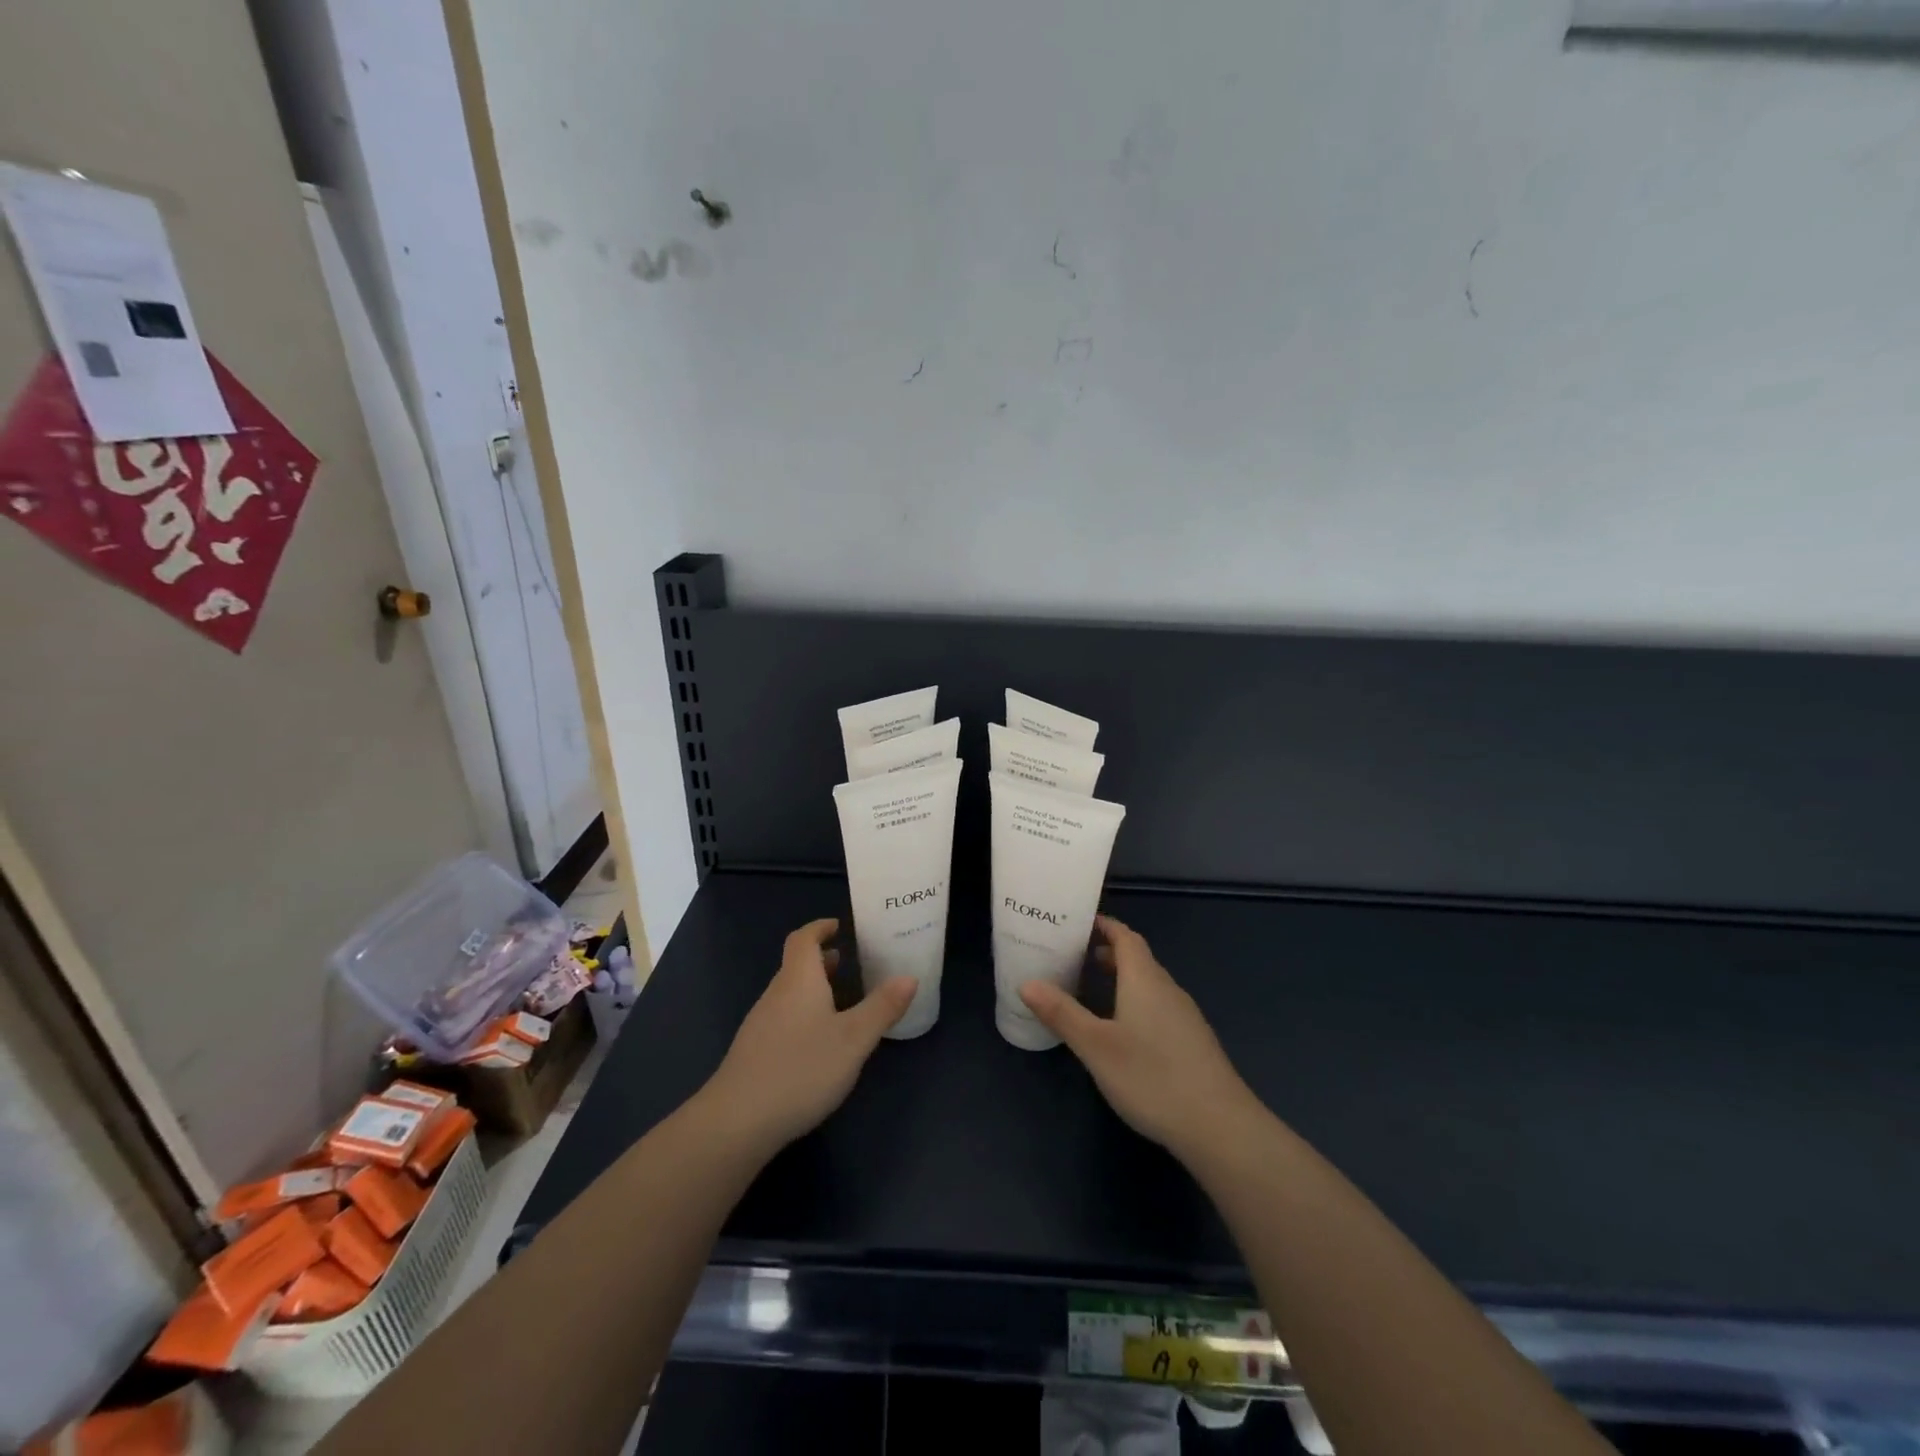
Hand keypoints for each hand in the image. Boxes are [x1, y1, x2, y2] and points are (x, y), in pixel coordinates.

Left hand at [702, 918, 915, 1155]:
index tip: (838, 926)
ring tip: (840, 999)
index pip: (804, 939)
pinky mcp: (754, 1053)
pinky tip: (817, 1042)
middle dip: (821, 960)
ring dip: (813, 988)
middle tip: (849, 961)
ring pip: (789, 994)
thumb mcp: (854, 1039)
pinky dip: (803, 1014)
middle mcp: (776, 994)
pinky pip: (783, 1018)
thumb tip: (909, 976)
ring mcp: (760, 1024)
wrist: (737, 1122)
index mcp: (799, 980)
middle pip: (796, 965)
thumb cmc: (801, 1069)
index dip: (820, 928)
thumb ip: (882, 1007)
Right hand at [1021, 915, 1261, 1163]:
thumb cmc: (1152, 1077)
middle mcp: (1167, 989)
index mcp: (1144, 979)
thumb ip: (1061, 1013)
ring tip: (1089, 990)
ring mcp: (1184, 1016)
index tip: (1076, 923)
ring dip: (1120, 979)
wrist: (1220, 1127)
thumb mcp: (1096, 1046)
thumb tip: (1026, 982)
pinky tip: (1121, 1030)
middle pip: (1137, 958)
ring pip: (1148, 984)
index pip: (1125, 936)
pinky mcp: (1191, 1042)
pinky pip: (1157, 1006)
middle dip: (1106, 952)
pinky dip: (1134, 1001)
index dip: (1103, 925)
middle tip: (1072, 957)